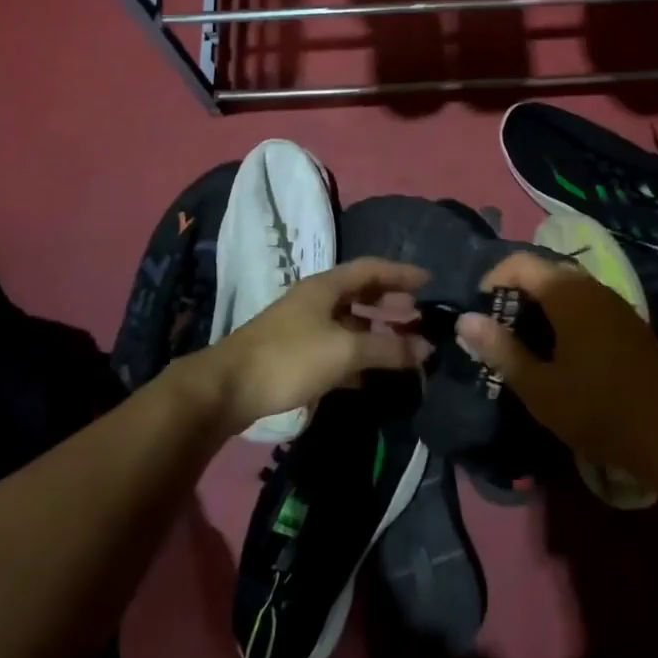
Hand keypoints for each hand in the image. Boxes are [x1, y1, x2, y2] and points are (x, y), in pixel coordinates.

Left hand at [206, 258, 430, 434]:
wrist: (228, 388)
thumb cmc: (290, 358)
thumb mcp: (345, 351)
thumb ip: (388, 349)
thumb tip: (427, 348)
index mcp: (326, 286)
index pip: (371, 268)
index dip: (401, 273)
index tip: (430, 281)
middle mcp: (316, 300)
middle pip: (360, 293)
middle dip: (391, 301)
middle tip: (418, 313)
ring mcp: (303, 327)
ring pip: (349, 322)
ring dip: (376, 331)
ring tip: (403, 344)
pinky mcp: (295, 354)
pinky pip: (337, 347)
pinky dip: (358, 355)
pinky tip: (372, 374)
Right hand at [454, 251, 657, 473]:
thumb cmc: (597, 410)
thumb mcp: (539, 387)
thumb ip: (500, 349)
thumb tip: (465, 319)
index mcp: (569, 295)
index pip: (521, 262)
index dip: (493, 278)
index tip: (478, 310)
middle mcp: (593, 288)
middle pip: (545, 270)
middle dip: (515, 290)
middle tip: (497, 325)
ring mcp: (616, 303)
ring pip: (568, 286)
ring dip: (540, 302)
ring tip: (522, 337)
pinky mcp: (629, 322)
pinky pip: (587, 302)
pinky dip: (564, 312)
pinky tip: (559, 347)